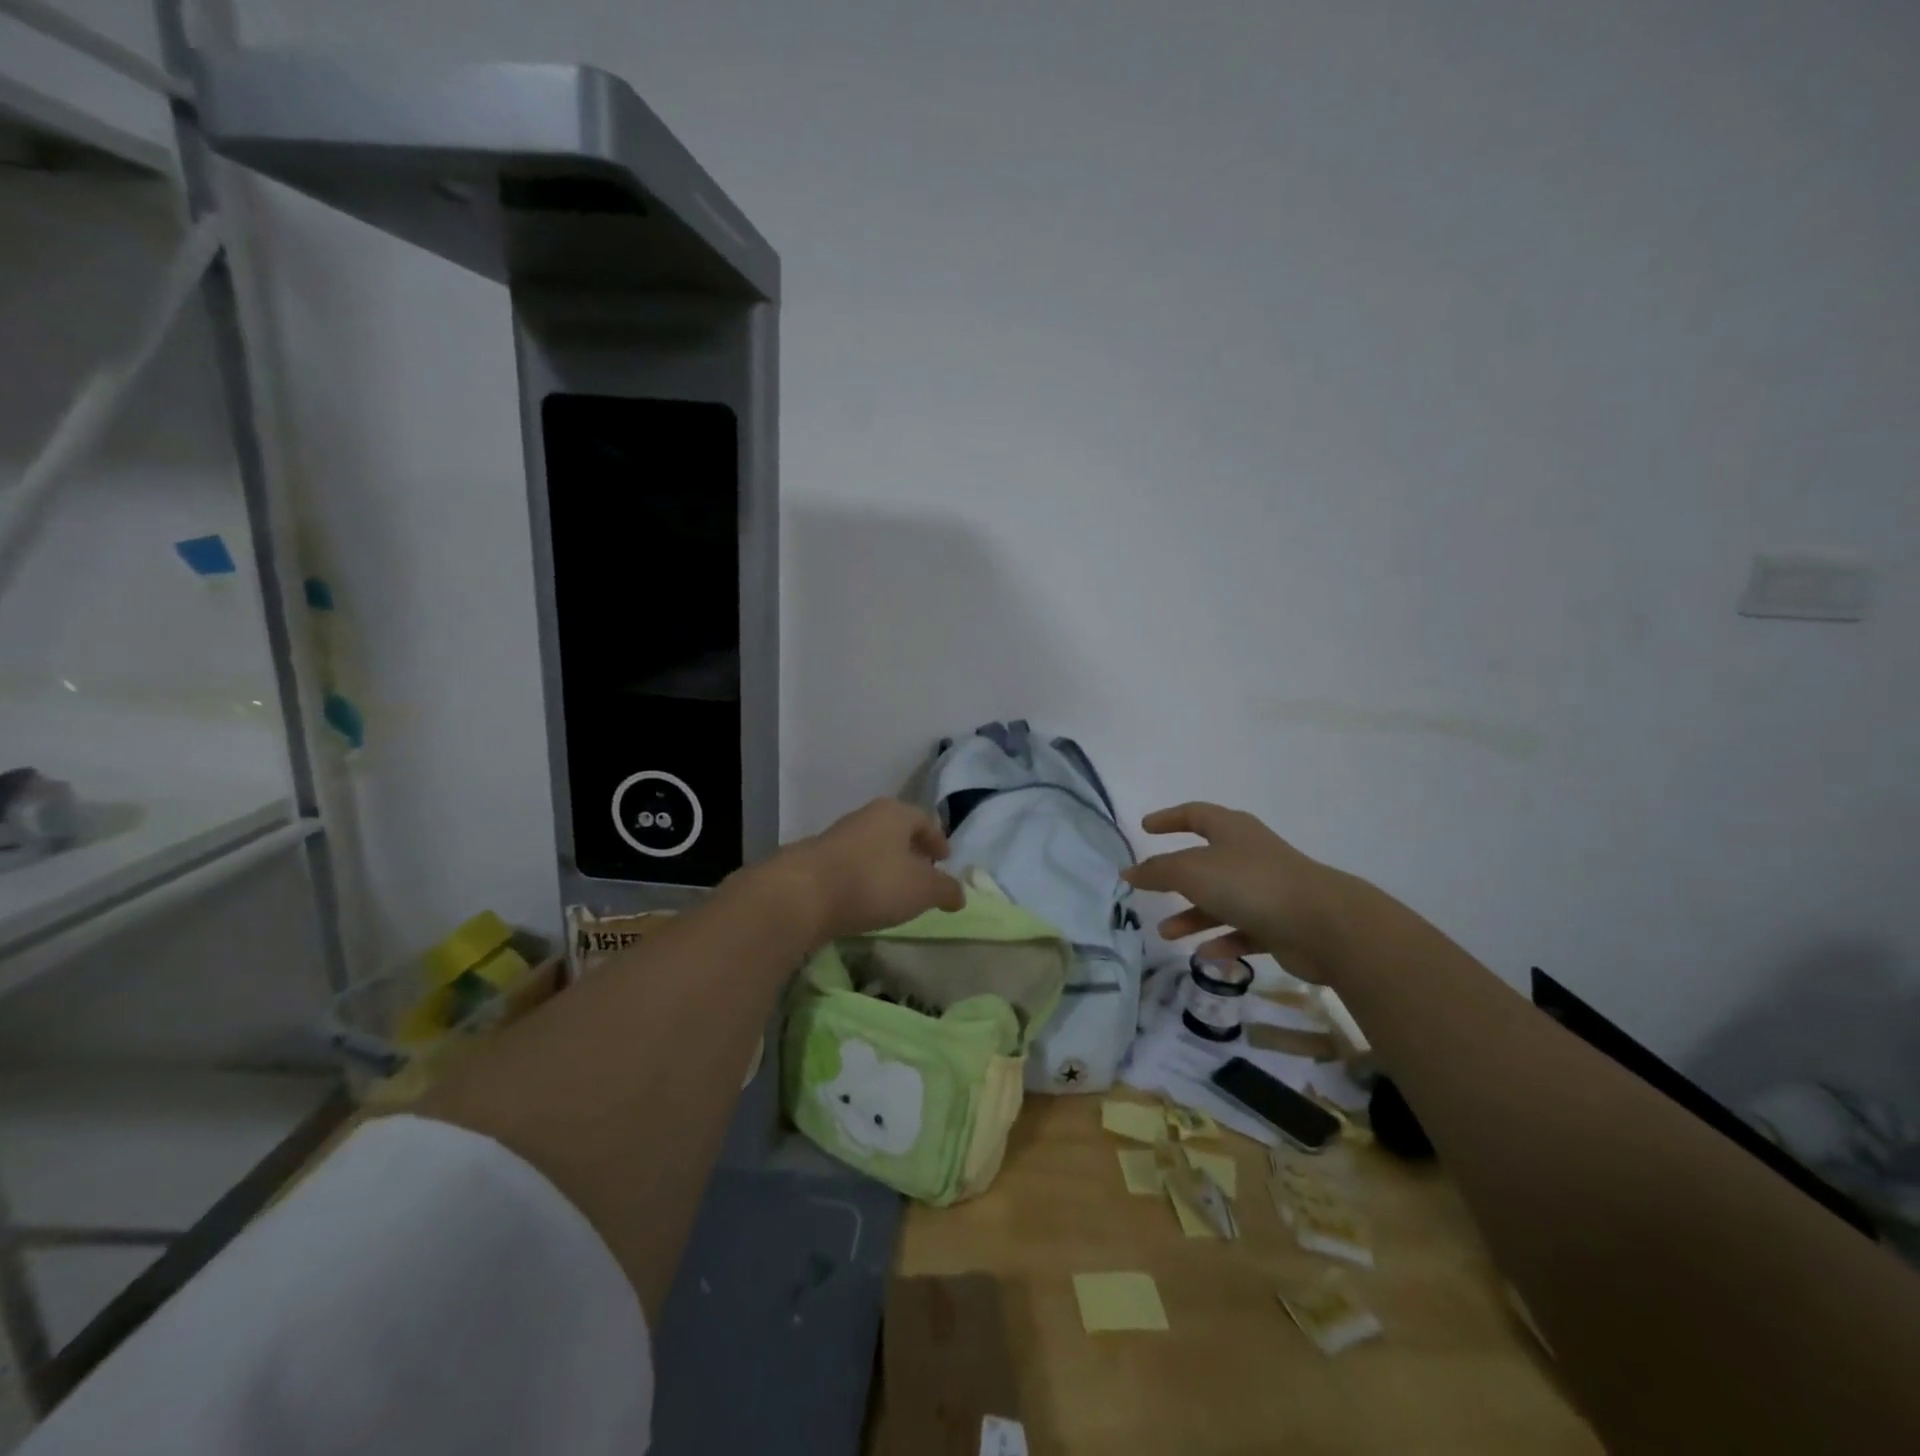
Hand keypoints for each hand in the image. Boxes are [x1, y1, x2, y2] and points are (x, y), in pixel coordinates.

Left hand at [759, 798, 964, 943]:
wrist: (802, 894)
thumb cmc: (873, 882)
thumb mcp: (923, 890)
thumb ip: (946, 890)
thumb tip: (959, 894)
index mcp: (895, 813)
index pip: (925, 820)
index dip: (938, 840)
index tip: (944, 860)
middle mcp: (866, 816)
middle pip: (897, 831)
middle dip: (912, 852)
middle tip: (923, 875)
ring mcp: (837, 836)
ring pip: (872, 847)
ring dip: (886, 866)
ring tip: (894, 892)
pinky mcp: (816, 860)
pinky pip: (850, 866)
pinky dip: (863, 879)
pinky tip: (864, 900)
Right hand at [1122, 803, 1352, 983]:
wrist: (1323, 924)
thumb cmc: (1250, 884)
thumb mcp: (1192, 872)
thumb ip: (1157, 871)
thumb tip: (1129, 872)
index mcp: (1231, 830)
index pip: (1195, 814)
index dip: (1169, 819)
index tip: (1146, 828)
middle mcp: (1249, 855)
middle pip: (1206, 861)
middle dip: (1176, 877)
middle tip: (1150, 889)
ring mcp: (1267, 889)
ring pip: (1221, 900)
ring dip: (1193, 916)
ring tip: (1167, 935)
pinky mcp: (1280, 924)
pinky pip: (1243, 930)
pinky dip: (1222, 940)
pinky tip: (1204, 955)